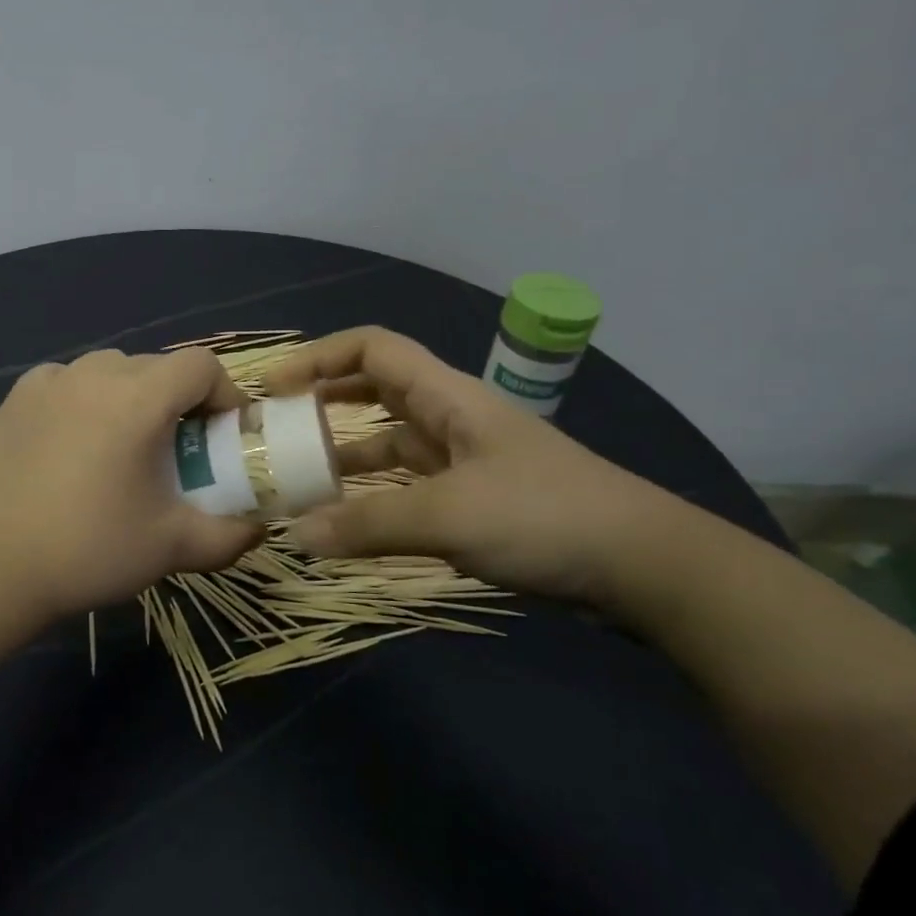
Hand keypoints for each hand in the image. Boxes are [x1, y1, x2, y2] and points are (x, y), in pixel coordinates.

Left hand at [0, 348, 263, 621]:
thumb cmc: (89, 551)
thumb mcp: (173, 547)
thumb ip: (230, 535)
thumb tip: (259, 528)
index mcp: (138, 397)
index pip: (201, 366)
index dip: (224, 395)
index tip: (223, 436)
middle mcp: (93, 373)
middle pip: (157, 368)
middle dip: (179, 402)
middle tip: (177, 451)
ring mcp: (47, 382)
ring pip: (110, 371)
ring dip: (132, 398)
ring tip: (124, 448)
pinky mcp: (13, 399)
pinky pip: (67, 384)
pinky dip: (85, 402)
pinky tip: (74, 447)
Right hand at [261, 327, 687, 606]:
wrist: (641, 565)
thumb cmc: (543, 516)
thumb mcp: (448, 516)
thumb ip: (367, 525)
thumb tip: (294, 536)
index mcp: (447, 397)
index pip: (373, 350)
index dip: (320, 357)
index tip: (274, 387)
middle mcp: (451, 418)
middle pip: (375, 393)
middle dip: (324, 404)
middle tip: (277, 432)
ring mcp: (463, 461)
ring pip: (389, 445)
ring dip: (346, 458)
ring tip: (299, 482)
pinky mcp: (474, 501)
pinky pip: (407, 487)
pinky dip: (374, 499)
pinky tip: (348, 523)